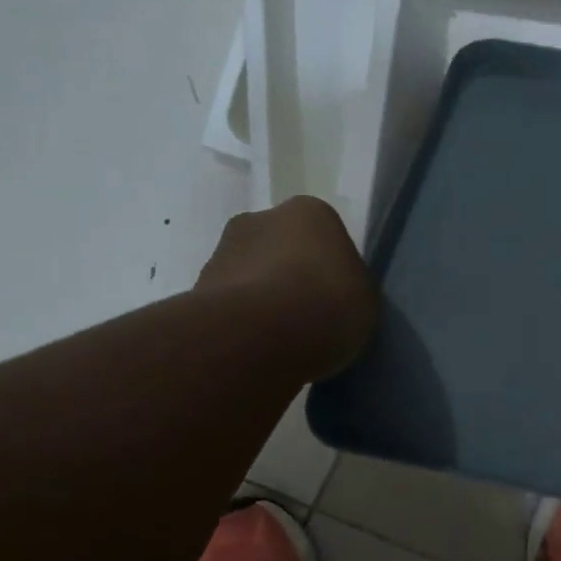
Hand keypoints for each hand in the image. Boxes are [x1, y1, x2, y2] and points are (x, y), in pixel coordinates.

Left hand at [194, 198, 378, 377]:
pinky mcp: (197, 289)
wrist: (263, 335)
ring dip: (260, 299)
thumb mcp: (364, 297)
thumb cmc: (330, 304)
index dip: (327, 266)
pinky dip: (240, 323)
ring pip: (248, 275)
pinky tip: (258, 349)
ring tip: (280, 340)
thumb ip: (346, 287)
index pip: (321, 233)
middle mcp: (259, 219)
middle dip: (287, 275)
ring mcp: (222, 252)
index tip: (333, 295)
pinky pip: (228, 306)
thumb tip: (326, 296)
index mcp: (309, 212)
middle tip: (305, 314)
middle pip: (278, 247)